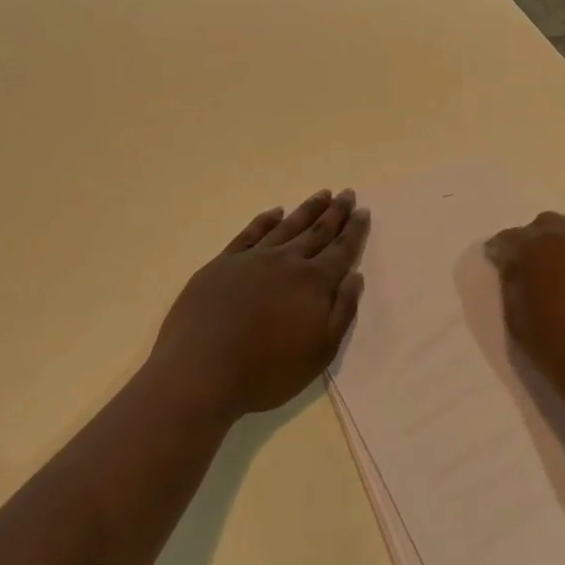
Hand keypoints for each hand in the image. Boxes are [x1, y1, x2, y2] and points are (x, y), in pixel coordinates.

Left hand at [149, 189, 368, 423]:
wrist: (201, 371)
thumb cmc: (266, 370)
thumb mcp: (320, 352)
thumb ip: (342, 311)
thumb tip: (355, 276)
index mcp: (314, 283)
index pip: (341, 250)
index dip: (354, 230)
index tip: (363, 211)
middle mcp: (288, 261)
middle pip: (317, 231)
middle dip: (335, 212)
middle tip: (347, 193)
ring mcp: (254, 258)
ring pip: (288, 226)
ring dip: (307, 209)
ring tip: (322, 194)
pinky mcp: (224, 262)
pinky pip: (251, 233)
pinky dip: (266, 220)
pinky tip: (275, 212)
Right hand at [486, 213, 564, 425]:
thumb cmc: (559, 351)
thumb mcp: (518, 320)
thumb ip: (511, 283)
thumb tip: (509, 263)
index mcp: (537, 248)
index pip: (509, 238)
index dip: (498, 250)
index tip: (492, 262)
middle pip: (541, 225)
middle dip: (528, 240)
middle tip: (520, 265)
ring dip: (553, 244)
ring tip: (545, 271)